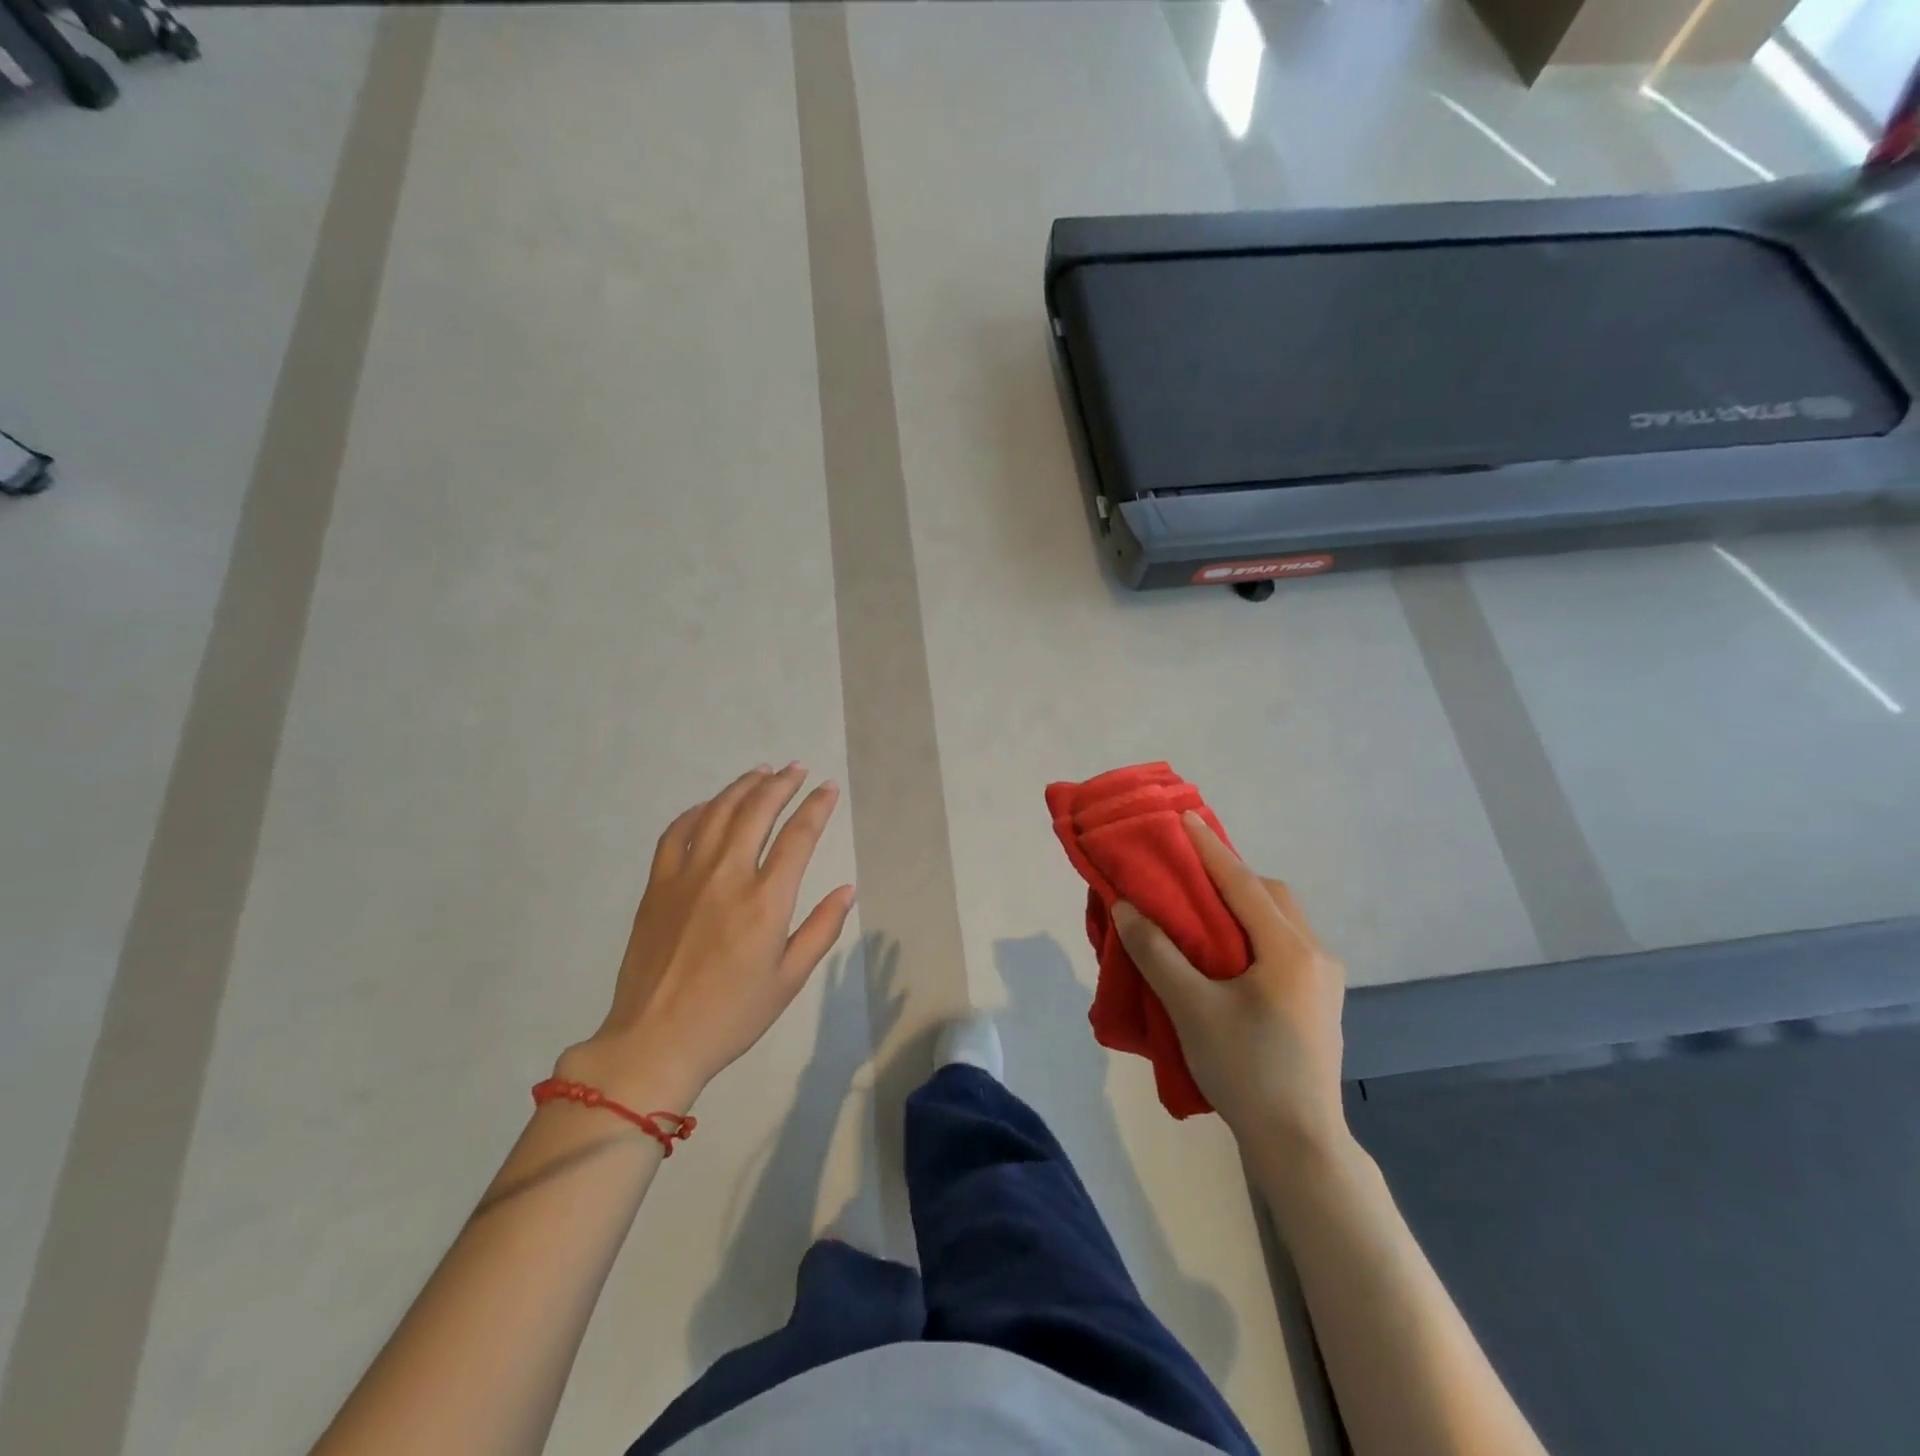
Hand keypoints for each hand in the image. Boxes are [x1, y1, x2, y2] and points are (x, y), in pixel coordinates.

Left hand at [558, 765, 855, 1110]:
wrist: (654, 1040)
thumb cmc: (731, 1015)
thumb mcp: (789, 980)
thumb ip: (821, 929)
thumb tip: (847, 889)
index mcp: (766, 901)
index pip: (798, 836)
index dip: (817, 806)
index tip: (829, 788)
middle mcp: (727, 876)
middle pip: (757, 811)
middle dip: (782, 784)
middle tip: (797, 769)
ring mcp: (687, 876)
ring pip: (717, 813)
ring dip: (742, 787)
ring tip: (761, 772)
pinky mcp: (657, 885)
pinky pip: (676, 833)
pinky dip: (696, 811)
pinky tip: (709, 805)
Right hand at [1112, 812, 1346, 1147]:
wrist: (1300, 1145)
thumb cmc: (1245, 1071)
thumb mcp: (1191, 1009)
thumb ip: (1157, 953)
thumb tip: (1127, 907)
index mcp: (1288, 950)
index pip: (1242, 883)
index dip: (1209, 848)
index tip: (1183, 817)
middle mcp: (1315, 954)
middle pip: (1271, 896)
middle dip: (1230, 876)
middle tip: (1188, 876)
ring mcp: (1324, 979)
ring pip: (1282, 920)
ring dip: (1244, 904)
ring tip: (1203, 912)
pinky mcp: (1320, 1001)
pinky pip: (1285, 944)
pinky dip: (1255, 931)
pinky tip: (1229, 953)